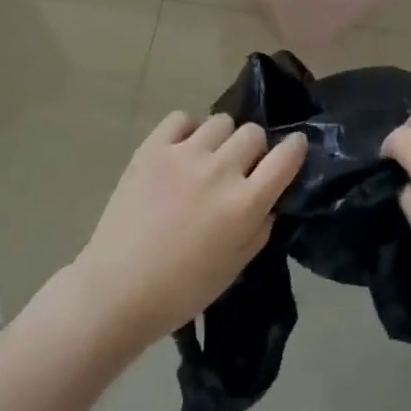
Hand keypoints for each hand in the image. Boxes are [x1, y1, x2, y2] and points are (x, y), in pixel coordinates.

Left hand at [69, 112, 307, 348]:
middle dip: (252, 149)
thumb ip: (260, 228)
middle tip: (238, 169)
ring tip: (206, 160)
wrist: (115, 292)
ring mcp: (185, 154)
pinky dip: (186, 131)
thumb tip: (269, 198)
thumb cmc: (180, 292)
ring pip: (221, 121)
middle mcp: (220, 171)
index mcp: (244, 204)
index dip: (295, 148)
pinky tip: (180, 152)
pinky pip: (182, 118)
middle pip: (253, 133)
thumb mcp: (234, 269)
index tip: (292, 148)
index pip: (286, 157)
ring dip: (221, 140)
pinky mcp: (154, 147)